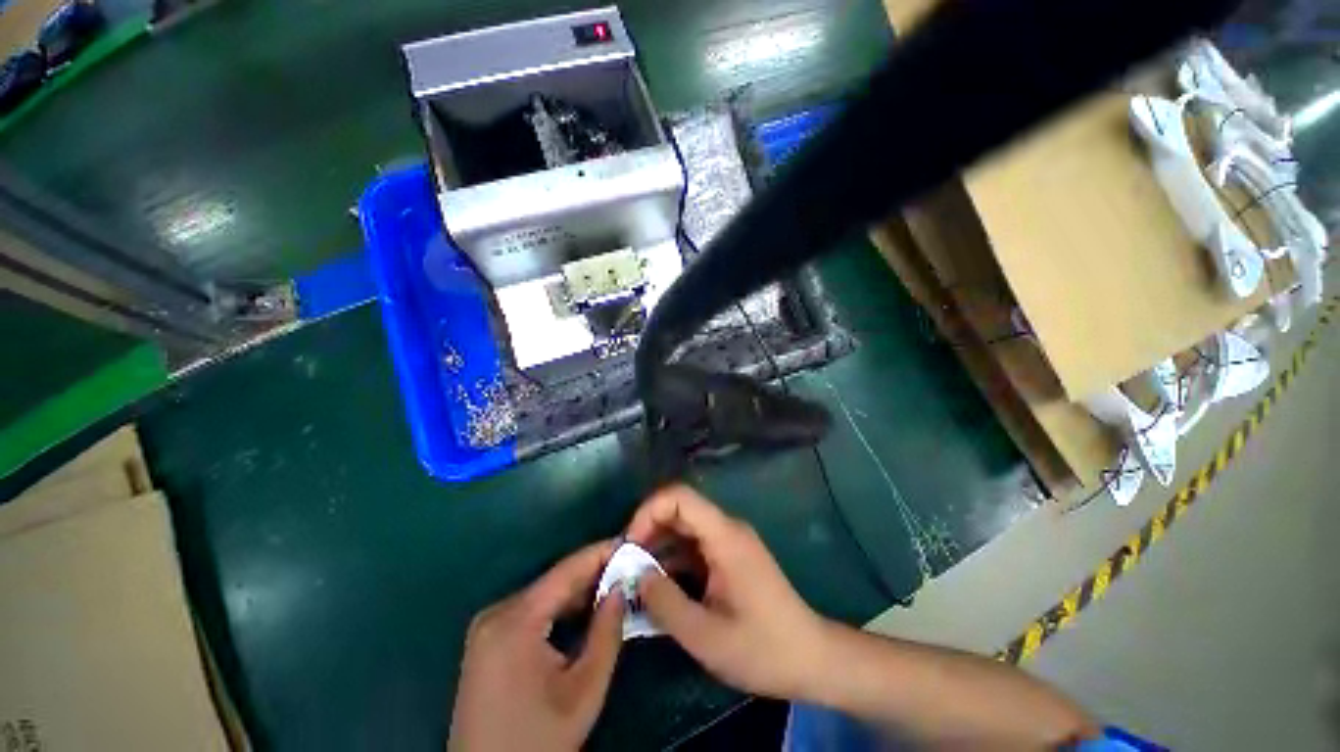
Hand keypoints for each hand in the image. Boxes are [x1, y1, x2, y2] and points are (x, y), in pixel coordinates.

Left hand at [449, 541, 624, 751]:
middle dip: (592, 573)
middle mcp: (496, 613)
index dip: (600, 553)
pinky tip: (584, 608)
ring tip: (614, 583)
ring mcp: (487, 625)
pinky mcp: (486, 639)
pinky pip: (530, 609)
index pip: (566, 571)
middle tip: (628, 566)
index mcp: (515, 621)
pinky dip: (558, 607)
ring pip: (543, 594)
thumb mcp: (584, 691)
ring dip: (578, 590)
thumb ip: (607, 633)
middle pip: (553, 581)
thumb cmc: (538, 739)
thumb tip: (622, 588)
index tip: (631, 542)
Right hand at [625, 486, 830, 699]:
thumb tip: (635, 576)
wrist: (812, 659)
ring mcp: (729, 543)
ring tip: (634, 580)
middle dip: (647, 532)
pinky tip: (658, 588)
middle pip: (678, 510)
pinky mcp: (729, 558)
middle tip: (624, 566)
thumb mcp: (706, 636)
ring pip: (683, 530)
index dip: (647, 511)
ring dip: (657, 549)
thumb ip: (665, 603)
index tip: (629, 545)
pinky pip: (693, 548)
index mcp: (724, 537)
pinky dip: (672, 562)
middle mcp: (726, 529)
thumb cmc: (763, 649)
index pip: (679, 497)